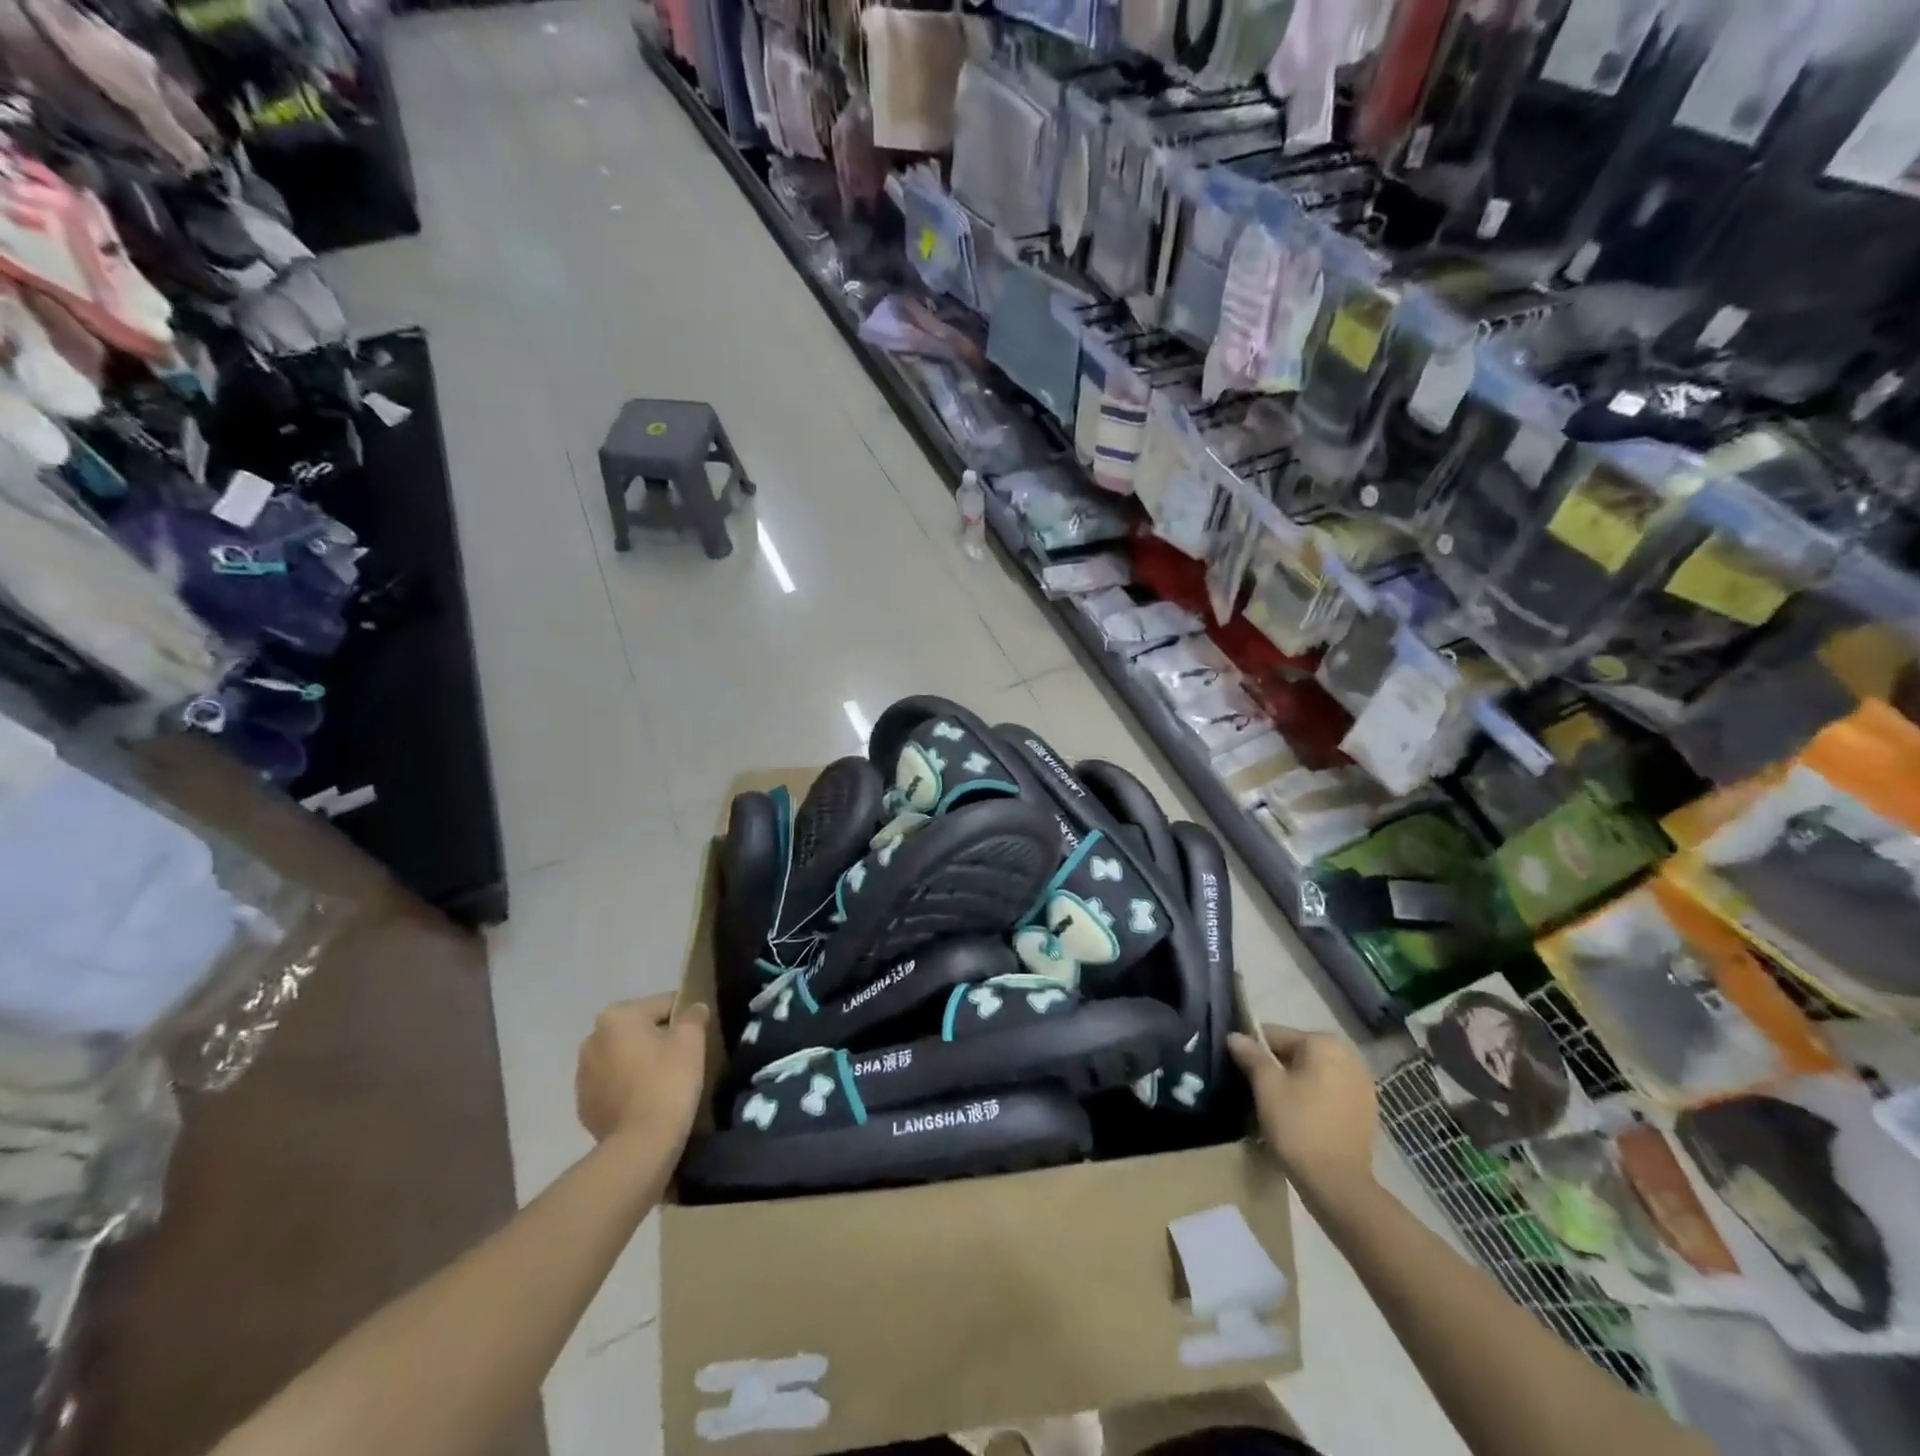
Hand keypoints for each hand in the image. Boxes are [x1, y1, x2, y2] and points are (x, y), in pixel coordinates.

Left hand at [575, 993, 708, 1145]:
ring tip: (667, 1081)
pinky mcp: (583, 1105)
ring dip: (642, 1062)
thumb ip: (694, 1016)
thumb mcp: (691, 1040)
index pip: (662, 1004)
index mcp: (616, 1016)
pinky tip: (648, 1101)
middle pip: (639, 1030)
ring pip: (624, 1057)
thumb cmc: (668, 1081)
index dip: (686, 1017)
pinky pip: (614, 1085)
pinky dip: (629, 1087)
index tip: (700, 1034)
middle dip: (659, 1038)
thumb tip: (694, 1008)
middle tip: (685, 1057)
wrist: (640, 1144)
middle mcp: (592, 1039)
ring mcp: (583, 1075)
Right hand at [1229, 1024, 1377, 1208]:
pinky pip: (1329, 1093)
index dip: (1252, 1051)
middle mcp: (1348, 1056)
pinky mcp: (1366, 1110)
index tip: (1240, 1072)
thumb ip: (1250, 1055)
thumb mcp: (1266, 1087)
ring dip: (1295, 1084)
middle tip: (1257, 1092)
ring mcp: (1361, 1084)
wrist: (1338, 1185)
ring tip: (1277, 1108)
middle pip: (1296, 1053)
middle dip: (1275, 1068)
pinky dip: (1313, 1099)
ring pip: (1313, 1074)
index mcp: (1323, 1043)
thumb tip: (1235, 1036)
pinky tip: (1301, 1119)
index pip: (1274, 1035)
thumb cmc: (1298, 1126)